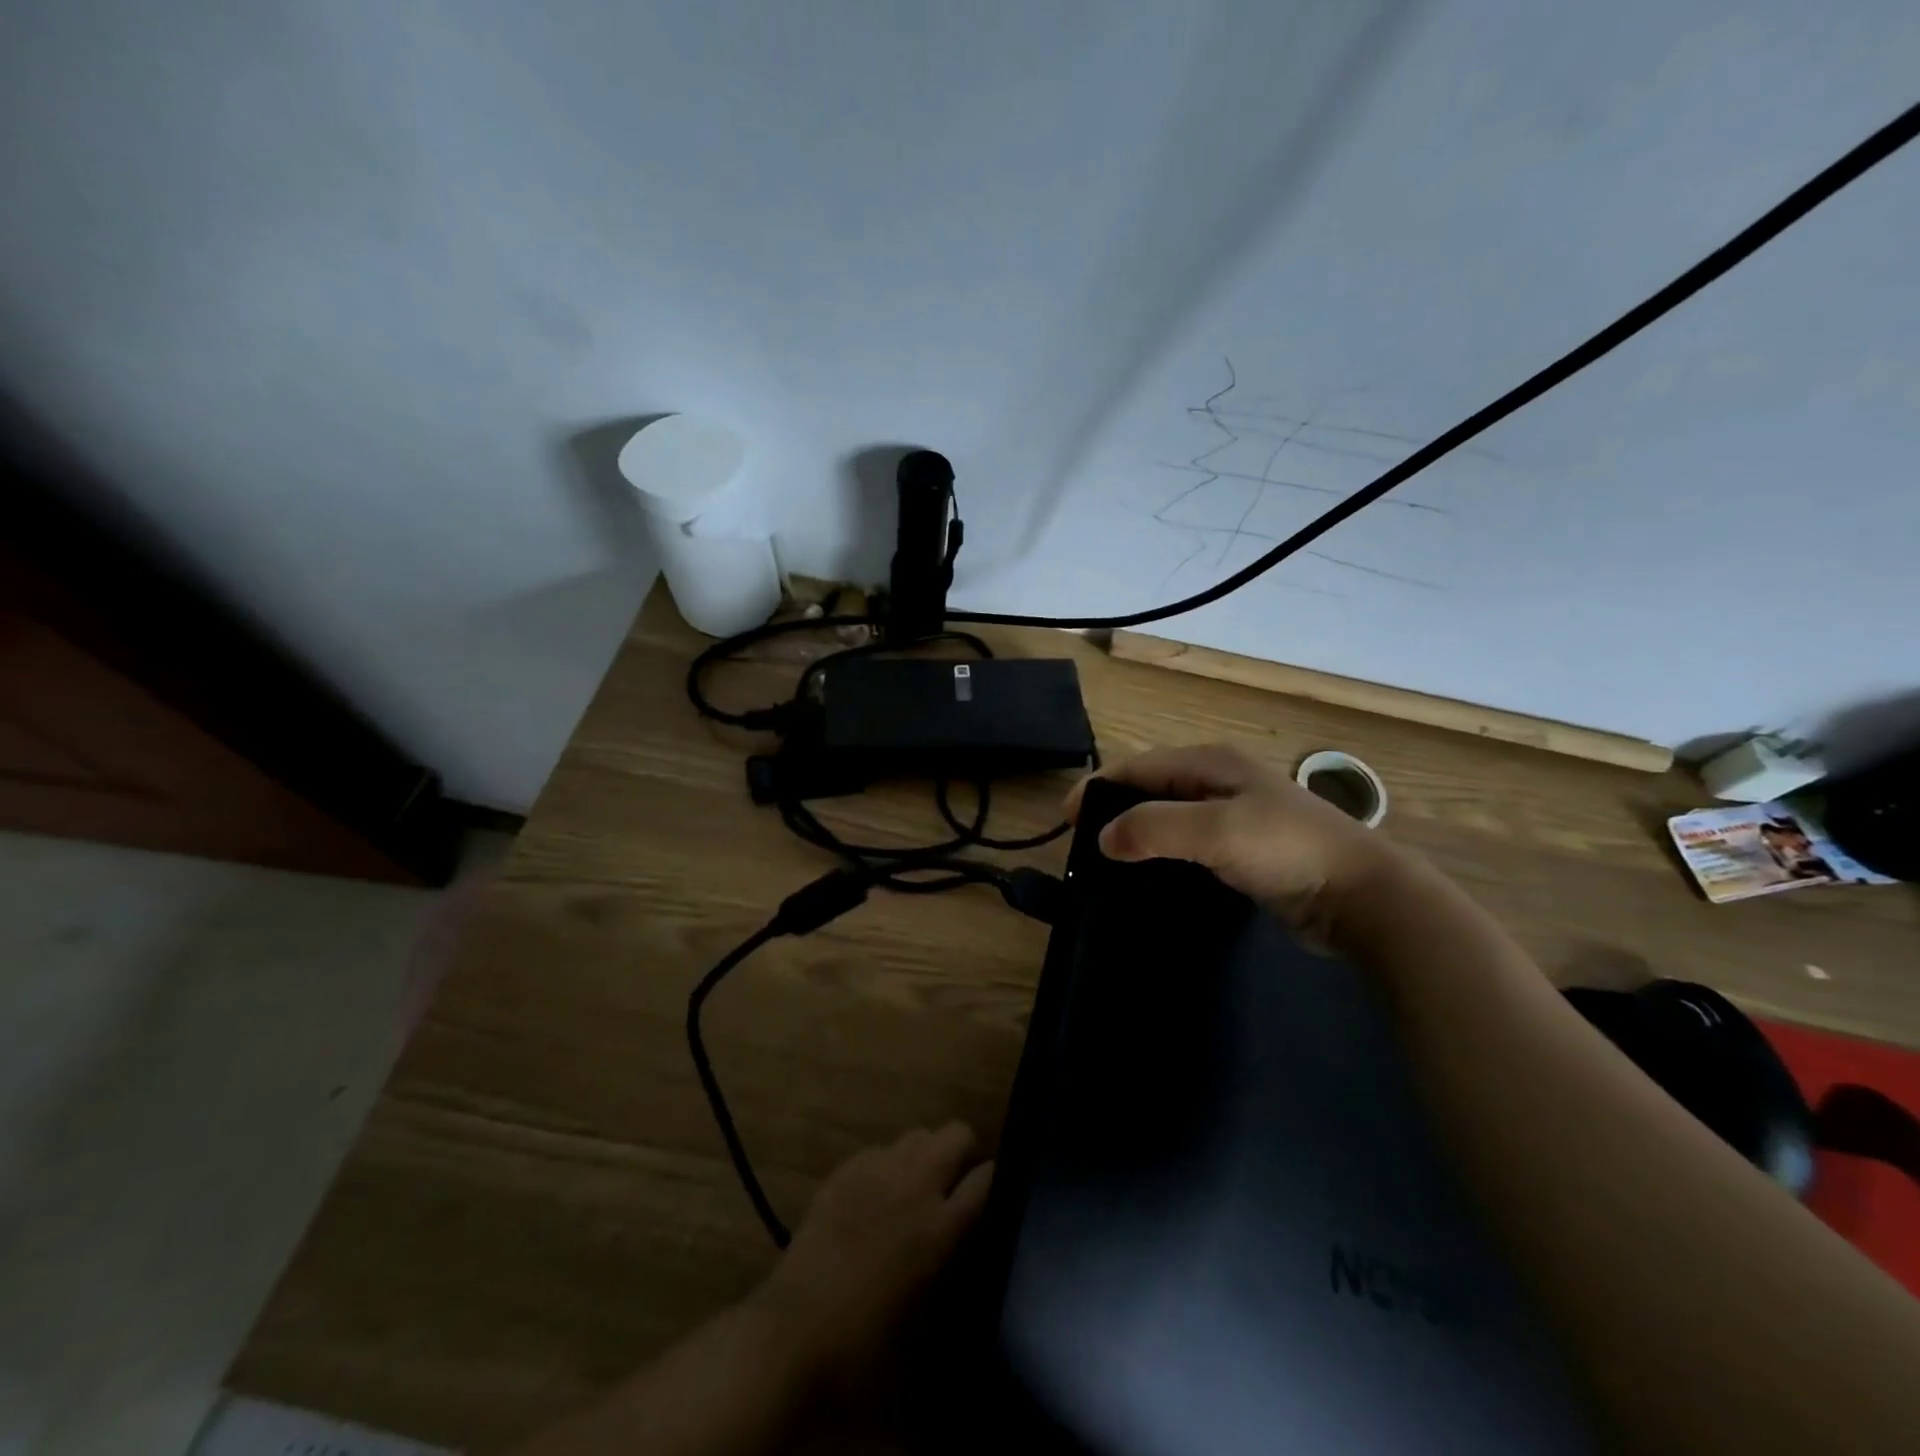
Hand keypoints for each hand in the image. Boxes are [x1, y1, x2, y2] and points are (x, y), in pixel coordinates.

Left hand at [749, 1123, 992, 1399]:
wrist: (794, 1331)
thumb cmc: (865, 1345)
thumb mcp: (927, 1324)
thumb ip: (952, 1273)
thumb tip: (963, 1248)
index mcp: (942, 1227)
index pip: (986, 1177)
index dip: (993, 1181)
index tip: (991, 1195)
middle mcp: (916, 1185)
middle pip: (957, 1134)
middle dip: (964, 1153)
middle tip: (955, 1186)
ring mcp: (878, 1170)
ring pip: (919, 1134)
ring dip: (926, 1154)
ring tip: (916, 1188)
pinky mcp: (845, 1169)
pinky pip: (881, 1149)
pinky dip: (888, 1165)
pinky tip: (876, 1196)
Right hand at [1065, 743, 1403, 943]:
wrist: (1362, 896)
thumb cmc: (1287, 850)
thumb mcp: (1214, 831)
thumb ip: (1153, 827)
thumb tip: (1102, 837)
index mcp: (1210, 763)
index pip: (1137, 766)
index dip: (1097, 787)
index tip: (1065, 821)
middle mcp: (1218, 781)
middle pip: (1149, 787)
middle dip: (1113, 808)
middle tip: (1082, 843)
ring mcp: (1233, 815)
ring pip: (1167, 816)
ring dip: (1135, 832)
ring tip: (1107, 861)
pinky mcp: (1242, 849)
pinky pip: (1187, 844)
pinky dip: (1161, 853)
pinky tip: (1149, 875)